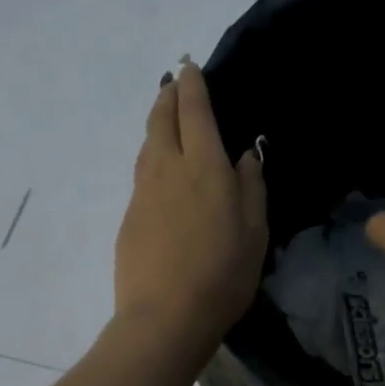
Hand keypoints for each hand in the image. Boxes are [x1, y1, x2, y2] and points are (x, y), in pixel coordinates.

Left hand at [113, 57, 267, 354]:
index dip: (192, 86)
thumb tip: (244, 156)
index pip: (194, 112)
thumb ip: (252, 188)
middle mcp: (167, 169)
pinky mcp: (129, 218)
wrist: (164, 318)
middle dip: (168, 97)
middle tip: (173, 85)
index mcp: (204, 167)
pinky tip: (159, 171)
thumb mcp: (255, 233)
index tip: (190, 68)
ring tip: (164, 119)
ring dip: (155, 124)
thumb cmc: (222, 275)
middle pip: (161, 120)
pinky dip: (151, 158)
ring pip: (147, 146)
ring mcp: (143, 194)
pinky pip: (142, 174)